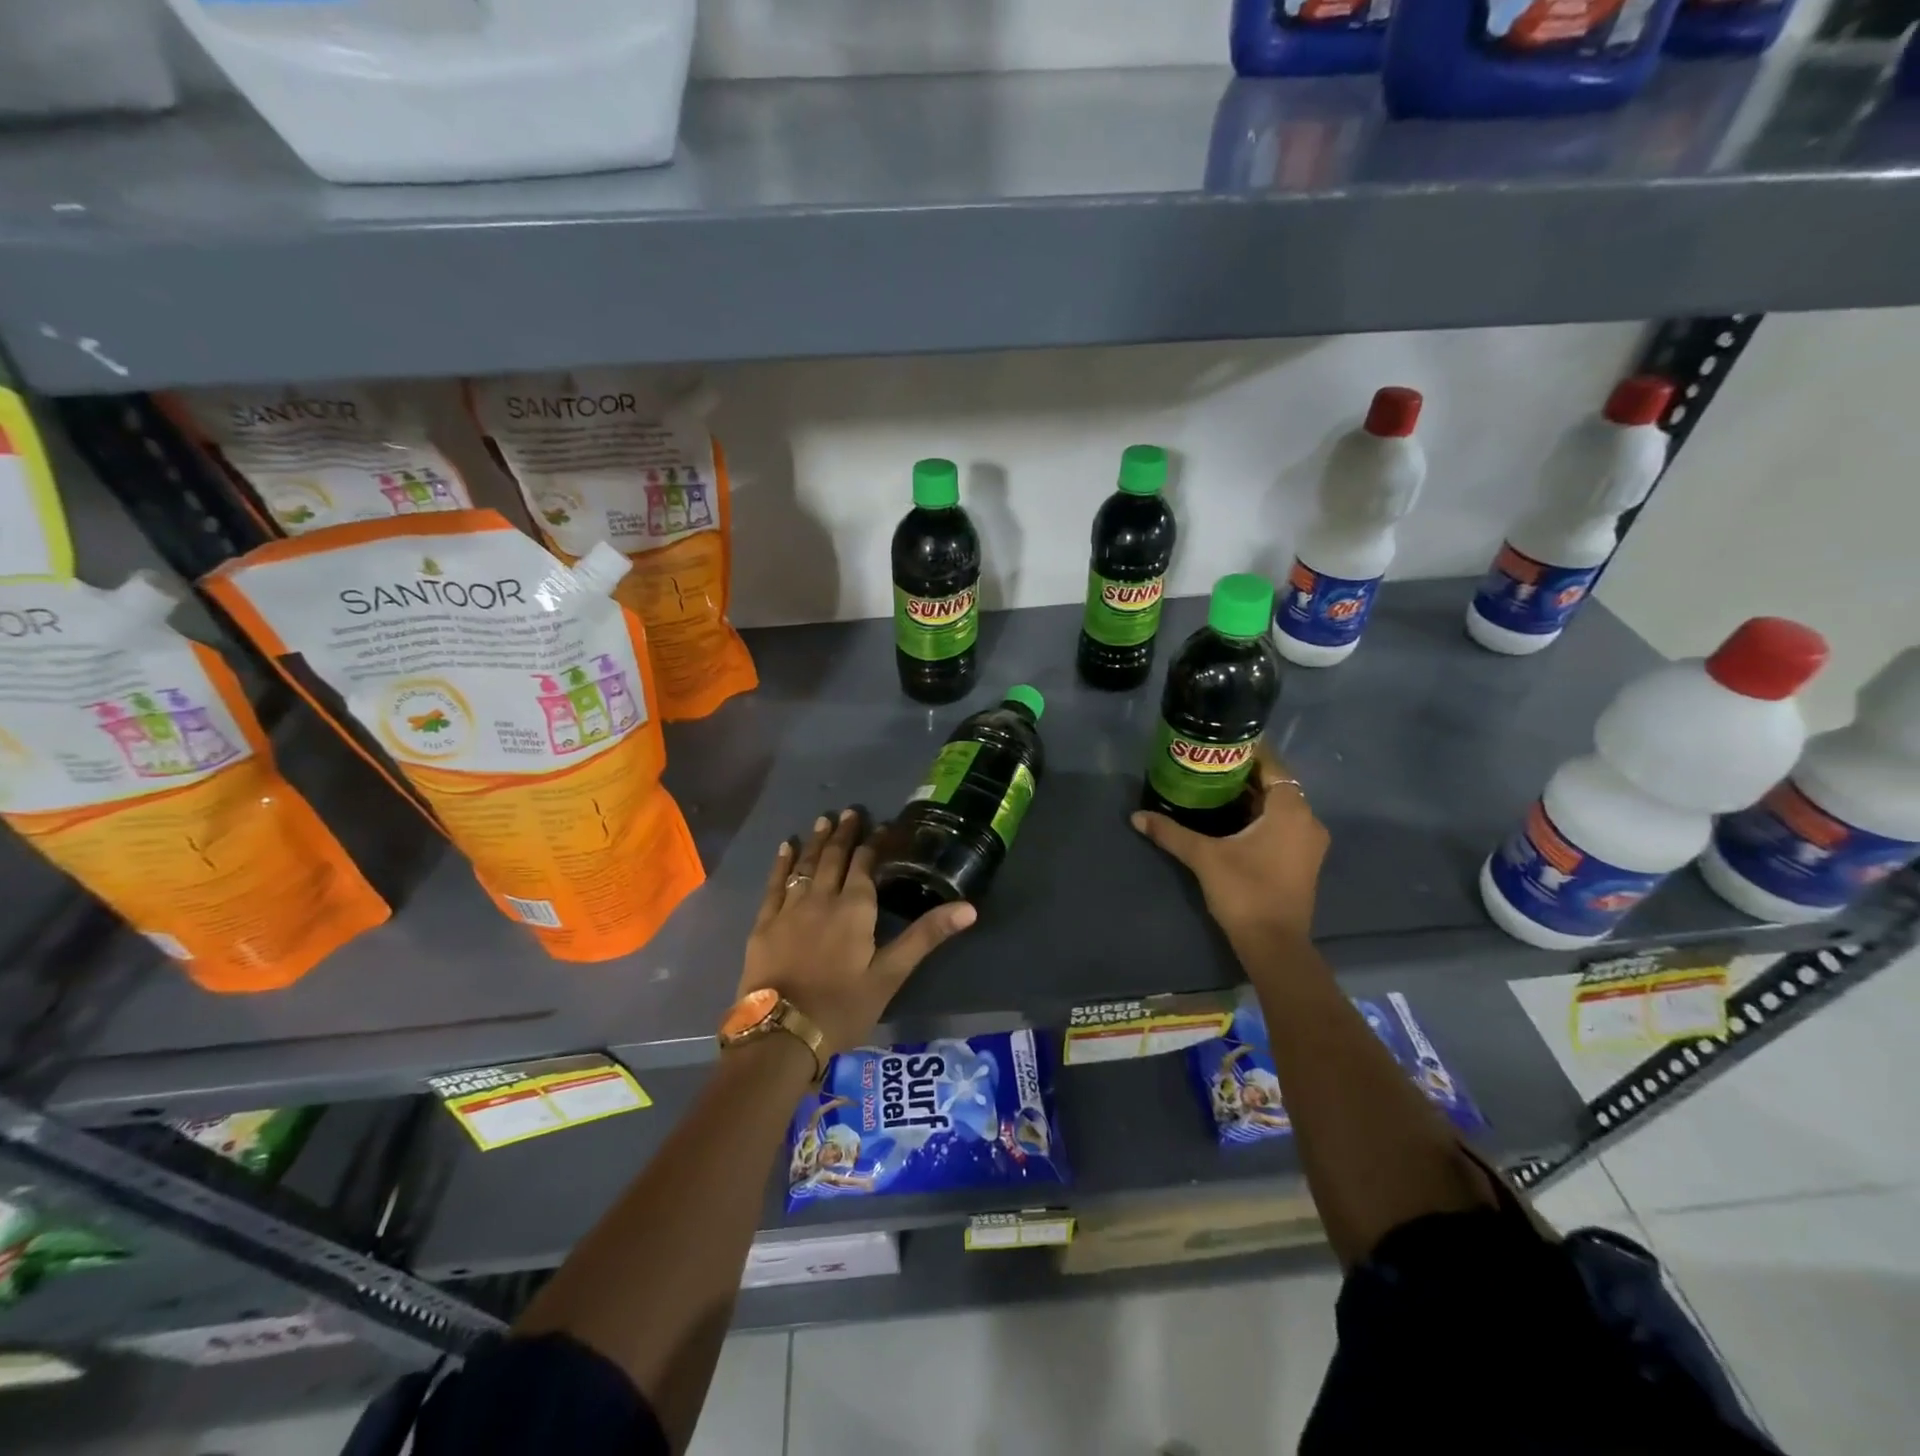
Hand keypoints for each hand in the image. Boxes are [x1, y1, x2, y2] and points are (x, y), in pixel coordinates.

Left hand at [738, 809, 975, 1057]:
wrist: (781, 1034)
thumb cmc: (843, 1007)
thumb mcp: (891, 974)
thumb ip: (926, 936)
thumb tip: (969, 907)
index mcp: (854, 908)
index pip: (865, 864)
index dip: (875, 843)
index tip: (883, 826)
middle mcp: (822, 898)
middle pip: (834, 858)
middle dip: (844, 833)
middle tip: (850, 811)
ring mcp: (789, 909)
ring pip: (805, 866)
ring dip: (817, 842)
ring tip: (823, 820)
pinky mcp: (764, 924)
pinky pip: (775, 884)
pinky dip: (782, 864)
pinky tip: (785, 848)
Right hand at [1131, 749, 1327, 950]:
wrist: (1274, 944)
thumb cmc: (1244, 891)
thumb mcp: (1203, 857)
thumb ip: (1171, 832)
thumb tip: (1136, 816)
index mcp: (1290, 810)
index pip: (1272, 765)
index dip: (1248, 752)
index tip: (1219, 746)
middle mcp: (1307, 820)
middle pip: (1276, 785)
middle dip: (1244, 775)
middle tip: (1208, 767)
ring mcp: (1308, 843)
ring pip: (1280, 807)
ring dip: (1252, 798)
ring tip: (1214, 789)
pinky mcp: (1303, 861)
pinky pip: (1283, 825)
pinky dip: (1261, 817)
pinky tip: (1231, 821)